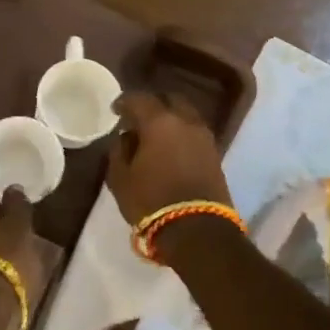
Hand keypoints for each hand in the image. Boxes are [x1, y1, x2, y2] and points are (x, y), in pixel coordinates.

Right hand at [106, 91, 231, 226]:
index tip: (115, 110)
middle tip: (138, 117)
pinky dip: (181, 133)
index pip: (140, 99)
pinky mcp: (215, 154)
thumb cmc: (151, 201)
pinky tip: (170, 147)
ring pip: (186, 115)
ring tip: (155, 134)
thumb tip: (126, 137)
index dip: (124, 101)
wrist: (197, 229)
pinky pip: (194, 132)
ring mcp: (204, 137)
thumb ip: (119, 151)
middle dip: (153, 104)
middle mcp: (185, 122)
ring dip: (170, 118)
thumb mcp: (120, 178)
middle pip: (170, 100)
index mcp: (159, 122)